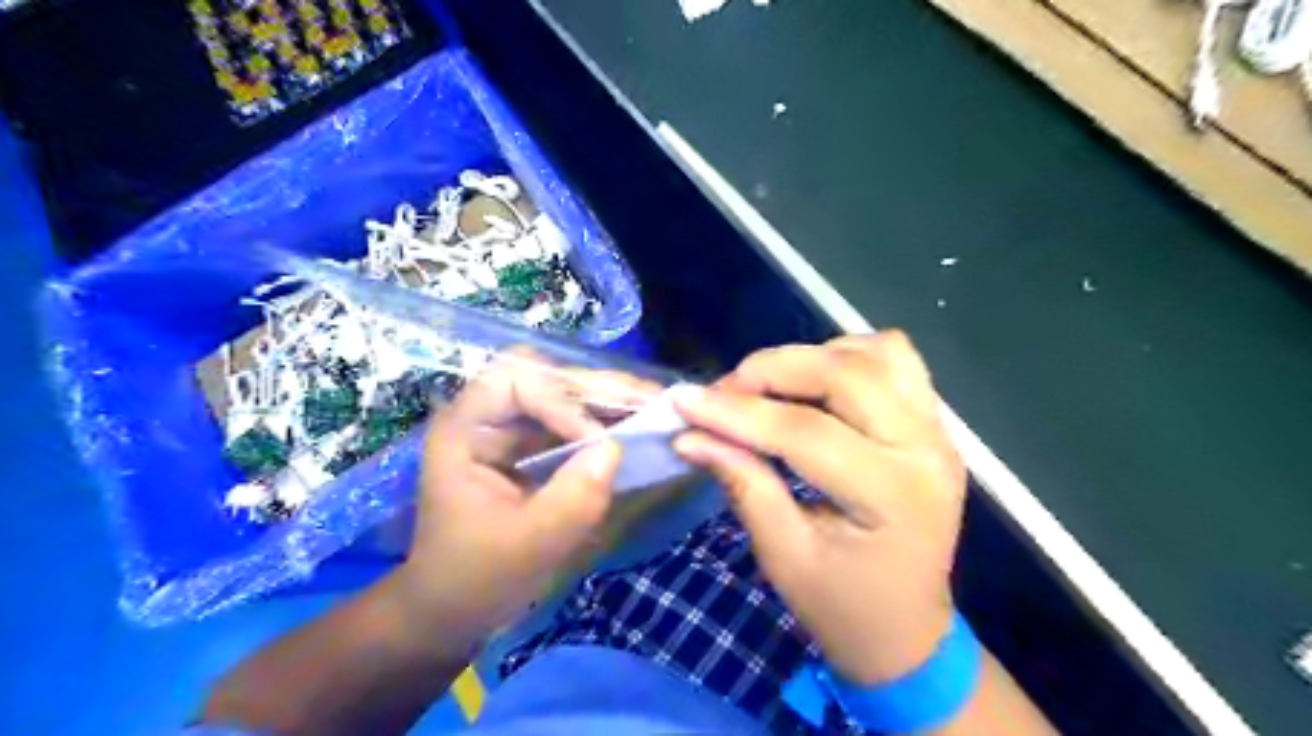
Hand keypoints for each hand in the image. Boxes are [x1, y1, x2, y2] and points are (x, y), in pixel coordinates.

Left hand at [392, 353, 632, 645]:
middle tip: (650, 400)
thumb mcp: (526, 546)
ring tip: (654, 407)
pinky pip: (575, 420)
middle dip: (599, 388)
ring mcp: (513, 431)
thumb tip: (617, 449)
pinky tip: (638, 427)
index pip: (514, 381)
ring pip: (566, 393)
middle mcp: (489, 417)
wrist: (454, 609)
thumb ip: (572, 499)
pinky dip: (607, 421)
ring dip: (610, 399)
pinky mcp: (534, 448)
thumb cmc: (474, 578)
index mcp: (464, 430)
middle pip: (546, 377)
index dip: (559, 400)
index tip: (598, 440)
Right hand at [677, 333, 961, 683]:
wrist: (908, 631)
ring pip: (875, 352)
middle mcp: (926, 449)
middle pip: (845, 374)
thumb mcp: (784, 555)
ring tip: (769, 386)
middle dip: (771, 370)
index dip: (737, 413)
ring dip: (812, 357)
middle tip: (723, 392)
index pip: (804, 432)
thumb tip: (690, 434)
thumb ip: (743, 484)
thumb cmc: (842, 607)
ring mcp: (937, 430)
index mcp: (892, 496)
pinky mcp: (933, 423)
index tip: (683, 401)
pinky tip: (815, 383)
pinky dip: (847, 356)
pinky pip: (894, 359)